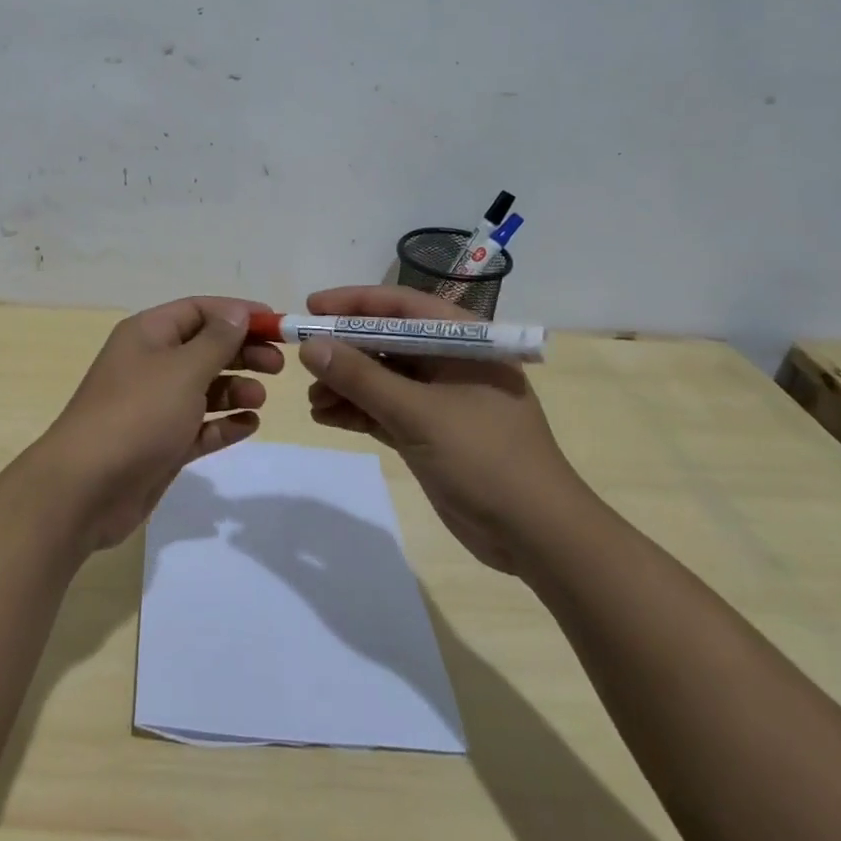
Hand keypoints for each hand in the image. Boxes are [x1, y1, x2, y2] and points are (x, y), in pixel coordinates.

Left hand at [29, 296, 280, 550]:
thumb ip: (217, 340)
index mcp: (148, 334)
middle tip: (278, 365)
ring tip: (259, 398)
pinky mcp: (161, 444)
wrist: (86, 488)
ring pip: (203, 388)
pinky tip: (249, 425)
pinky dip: (224, 423)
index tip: (277, 325)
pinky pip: (199, 426)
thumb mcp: (183, 369)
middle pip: (204, 348)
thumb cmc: (138, 414)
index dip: (237, 313)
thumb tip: (237, 313)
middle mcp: (150, 364)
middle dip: (241, 352)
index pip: (198, 310)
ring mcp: (155, 406)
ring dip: (235, 388)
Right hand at [301, 285, 594, 575]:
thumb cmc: (486, 458)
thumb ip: (361, 377)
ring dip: (345, 385)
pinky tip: (326, 417)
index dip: (354, 303)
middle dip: (344, 351)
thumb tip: (310, 347)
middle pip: (386, 342)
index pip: (401, 306)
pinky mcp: (430, 432)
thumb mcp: (419, 413)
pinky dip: (356, 411)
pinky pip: (384, 410)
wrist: (537, 537)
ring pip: (381, 378)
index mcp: (463, 342)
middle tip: (303, 359)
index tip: (311, 308)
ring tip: (313, 401)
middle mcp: (450, 363)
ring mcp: (440, 399)